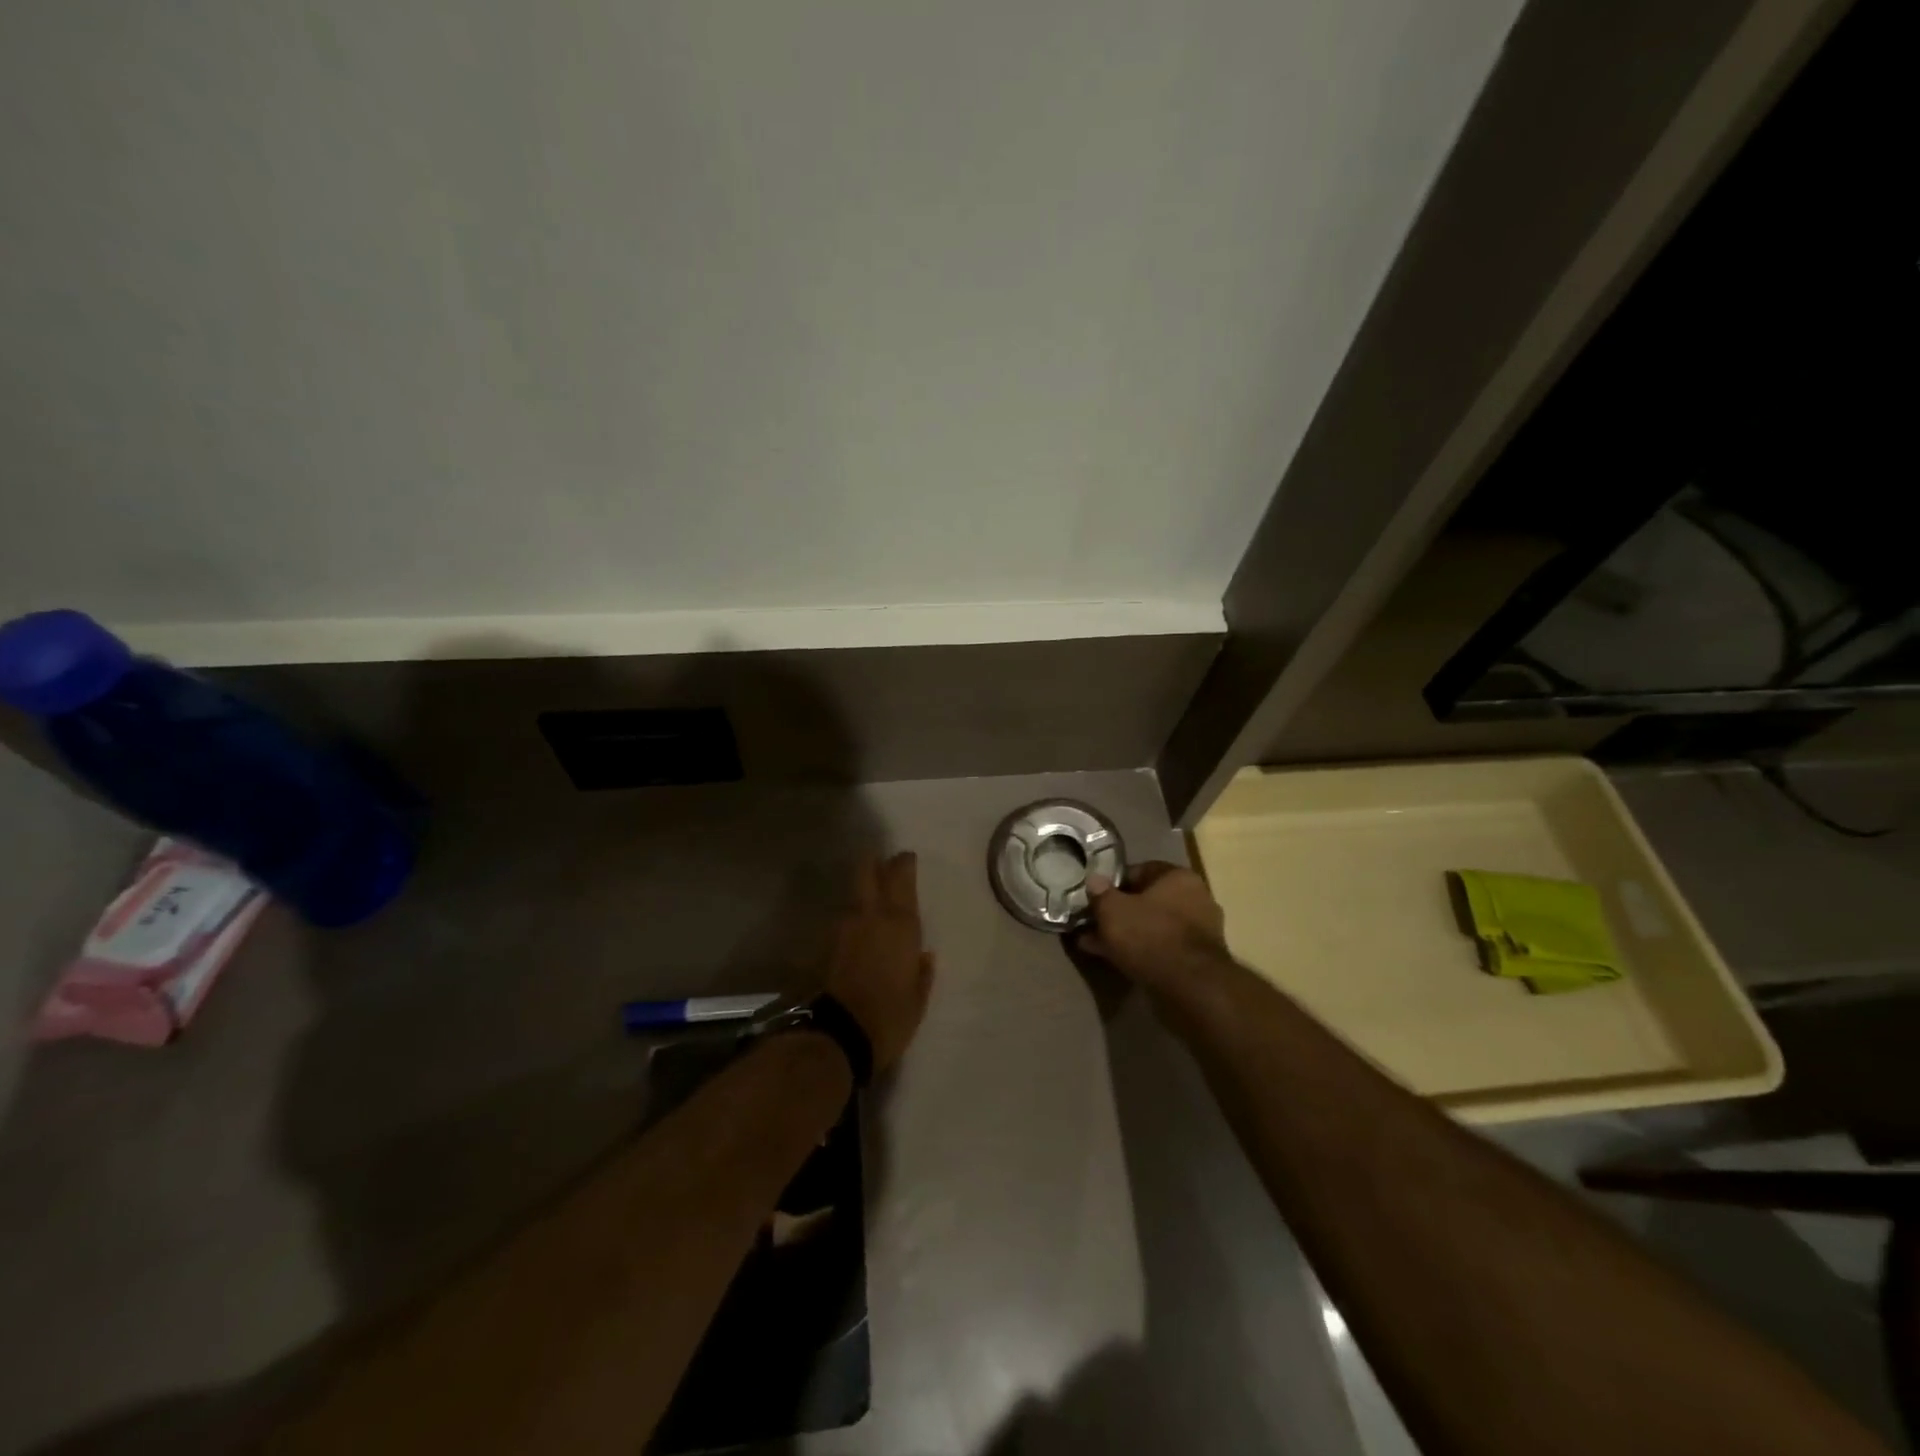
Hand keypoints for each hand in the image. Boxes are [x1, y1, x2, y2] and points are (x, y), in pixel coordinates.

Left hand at [825, 853, 934, 1073]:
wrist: (840, 1033)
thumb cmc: (891, 1015)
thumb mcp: (918, 997)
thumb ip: (922, 973)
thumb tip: (924, 956)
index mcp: (900, 924)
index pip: (900, 878)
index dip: (903, 864)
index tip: (907, 857)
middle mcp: (871, 915)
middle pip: (867, 872)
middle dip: (875, 863)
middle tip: (884, 862)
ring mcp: (845, 927)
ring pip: (854, 892)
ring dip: (863, 887)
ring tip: (873, 891)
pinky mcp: (828, 943)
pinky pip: (845, 916)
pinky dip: (854, 913)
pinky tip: (860, 924)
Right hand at [1078, 862, 1228, 988]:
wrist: (1190, 987)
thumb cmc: (1149, 936)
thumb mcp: (1113, 911)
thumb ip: (1101, 894)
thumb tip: (1094, 880)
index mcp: (1179, 877)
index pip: (1140, 871)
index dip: (1113, 884)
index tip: (1095, 899)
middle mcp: (1196, 898)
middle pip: (1148, 901)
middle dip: (1119, 913)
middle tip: (1094, 925)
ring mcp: (1201, 930)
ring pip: (1153, 926)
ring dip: (1127, 935)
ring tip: (1097, 946)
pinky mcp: (1199, 959)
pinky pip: (1163, 948)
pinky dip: (1142, 952)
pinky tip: (1117, 961)